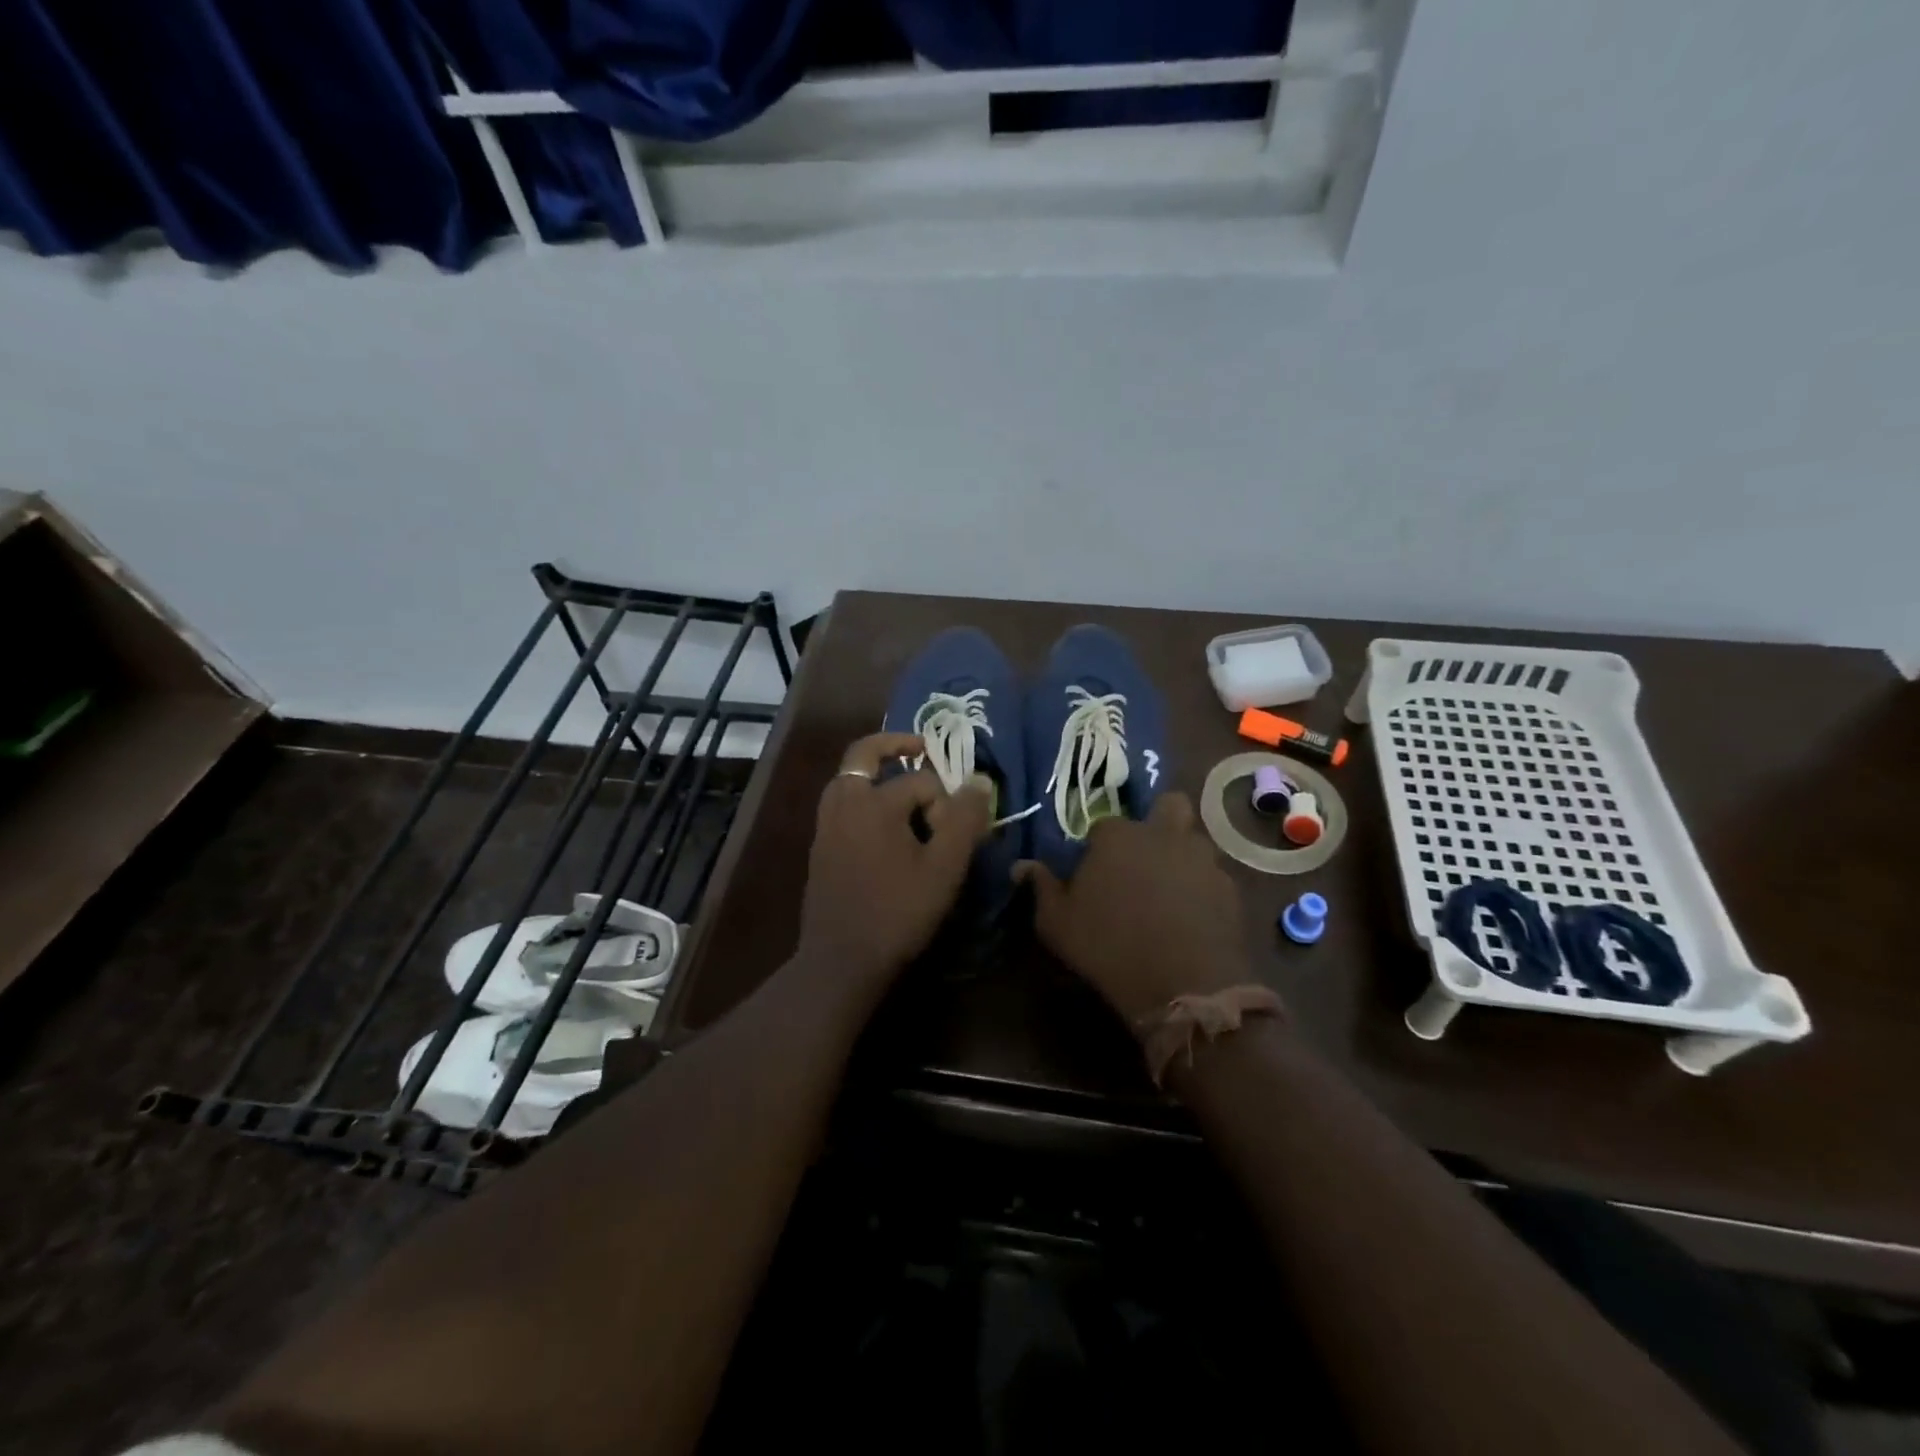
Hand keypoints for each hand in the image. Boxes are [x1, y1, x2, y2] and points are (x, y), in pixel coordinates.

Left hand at [795, 732, 991, 995]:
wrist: (841, 960)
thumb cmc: (898, 912)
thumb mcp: (944, 868)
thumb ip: (964, 820)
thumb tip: (979, 780)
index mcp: (873, 802)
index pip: (921, 781)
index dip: (945, 803)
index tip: (956, 835)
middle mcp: (844, 803)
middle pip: (863, 754)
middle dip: (893, 744)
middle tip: (919, 745)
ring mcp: (826, 824)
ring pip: (847, 778)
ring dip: (873, 771)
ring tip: (901, 781)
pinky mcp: (820, 846)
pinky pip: (840, 803)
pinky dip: (861, 795)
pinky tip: (882, 823)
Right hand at [1018, 794, 1251, 1026]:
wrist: (1184, 985)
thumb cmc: (1109, 946)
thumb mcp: (1057, 923)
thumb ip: (1041, 888)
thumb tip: (1022, 866)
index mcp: (1118, 835)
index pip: (1104, 825)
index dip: (1099, 847)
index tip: (1095, 873)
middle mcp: (1164, 835)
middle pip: (1169, 806)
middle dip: (1159, 822)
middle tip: (1145, 857)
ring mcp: (1203, 859)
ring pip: (1195, 841)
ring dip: (1183, 856)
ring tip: (1170, 893)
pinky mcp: (1230, 888)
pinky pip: (1214, 877)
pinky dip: (1203, 890)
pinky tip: (1193, 919)